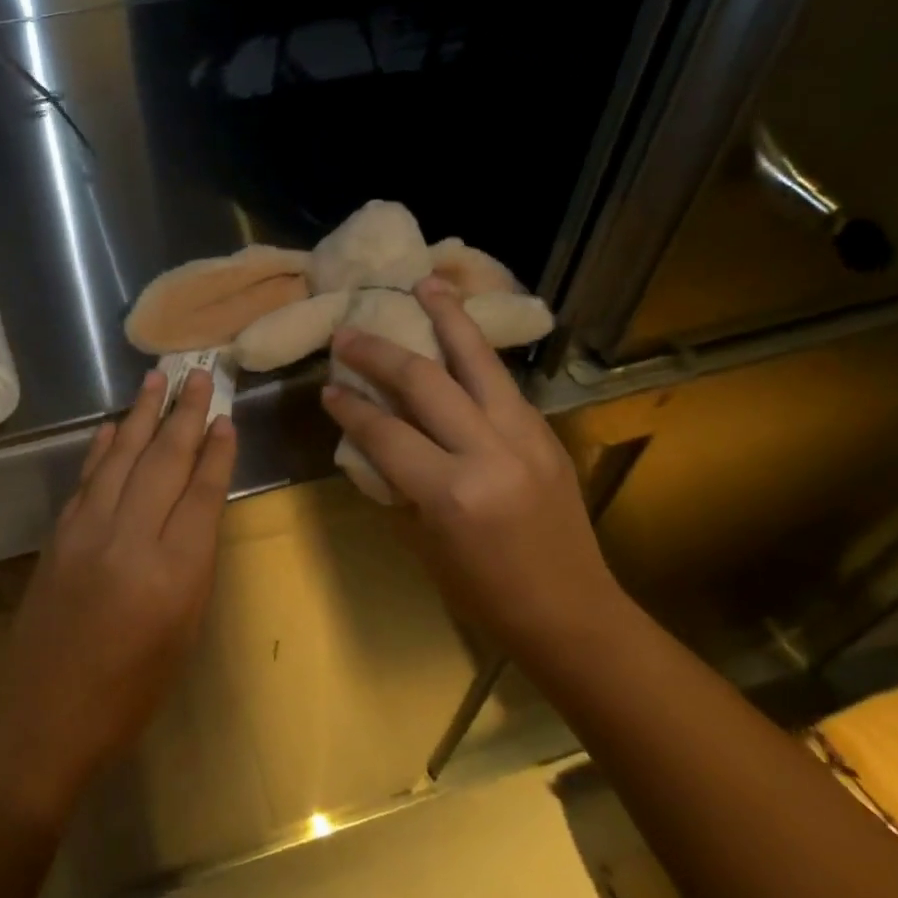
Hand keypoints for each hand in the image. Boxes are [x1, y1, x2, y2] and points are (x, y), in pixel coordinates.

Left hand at [0, 368, 236, 823]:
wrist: (44, 716)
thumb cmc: (130, 691)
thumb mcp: (184, 631)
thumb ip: (193, 563)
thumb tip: (197, 507)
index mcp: (175, 572)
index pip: (202, 492)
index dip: (217, 451)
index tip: (227, 417)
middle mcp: (130, 538)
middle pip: (164, 461)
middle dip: (185, 414)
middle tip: (200, 374)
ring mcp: (87, 530)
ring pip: (121, 456)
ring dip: (141, 414)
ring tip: (158, 378)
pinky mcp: (58, 534)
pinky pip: (88, 477)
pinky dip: (102, 447)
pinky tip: (113, 425)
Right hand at [321, 278, 620, 640]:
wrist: (571, 612)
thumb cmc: (484, 594)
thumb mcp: (423, 542)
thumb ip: (397, 483)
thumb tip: (371, 438)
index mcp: (452, 492)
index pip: (386, 432)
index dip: (350, 407)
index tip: (326, 388)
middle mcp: (489, 452)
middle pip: (425, 382)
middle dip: (379, 353)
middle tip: (349, 333)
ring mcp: (525, 436)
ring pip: (478, 361)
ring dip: (447, 318)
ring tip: (424, 284)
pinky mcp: (546, 433)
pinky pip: (502, 382)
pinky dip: (476, 353)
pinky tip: (460, 334)